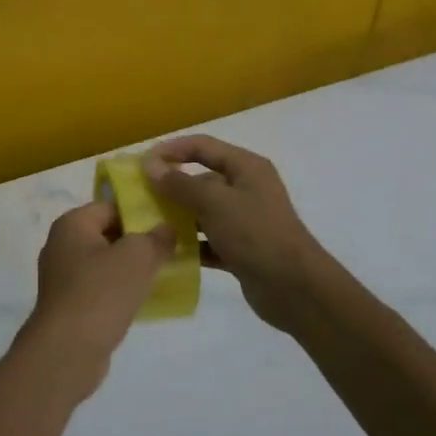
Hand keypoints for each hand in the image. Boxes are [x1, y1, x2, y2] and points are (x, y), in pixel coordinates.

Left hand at [21, 201, 174, 393]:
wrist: (66, 351)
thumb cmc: (100, 293)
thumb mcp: (136, 258)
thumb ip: (155, 239)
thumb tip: (166, 229)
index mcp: (71, 225)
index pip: (110, 206)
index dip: (139, 212)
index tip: (168, 224)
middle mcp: (62, 245)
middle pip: (107, 234)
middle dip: (138, 241)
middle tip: (170, 250)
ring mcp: (63, 277)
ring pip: (105, 263)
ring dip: (131, 269)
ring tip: (162, 275)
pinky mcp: (69, 305)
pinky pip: (100, 288)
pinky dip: (120, 291)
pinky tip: (143, 301)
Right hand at [143, 135, 335, 331]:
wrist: (295, 289)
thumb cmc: (255, 234)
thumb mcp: (214, 202)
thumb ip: (180, 183)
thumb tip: (151, 166)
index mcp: (246, 167)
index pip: (202, 146)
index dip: (172, 149)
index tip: (142, 163)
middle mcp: (246, 189)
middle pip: (201, 178)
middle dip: (171, 186)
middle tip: (140, 197)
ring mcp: (245, 220)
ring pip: (203, 211)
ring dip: (179, 217)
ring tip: (149, 226)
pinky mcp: (242, 249)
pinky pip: (209, 240)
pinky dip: (191, 244)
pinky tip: (168, 252)